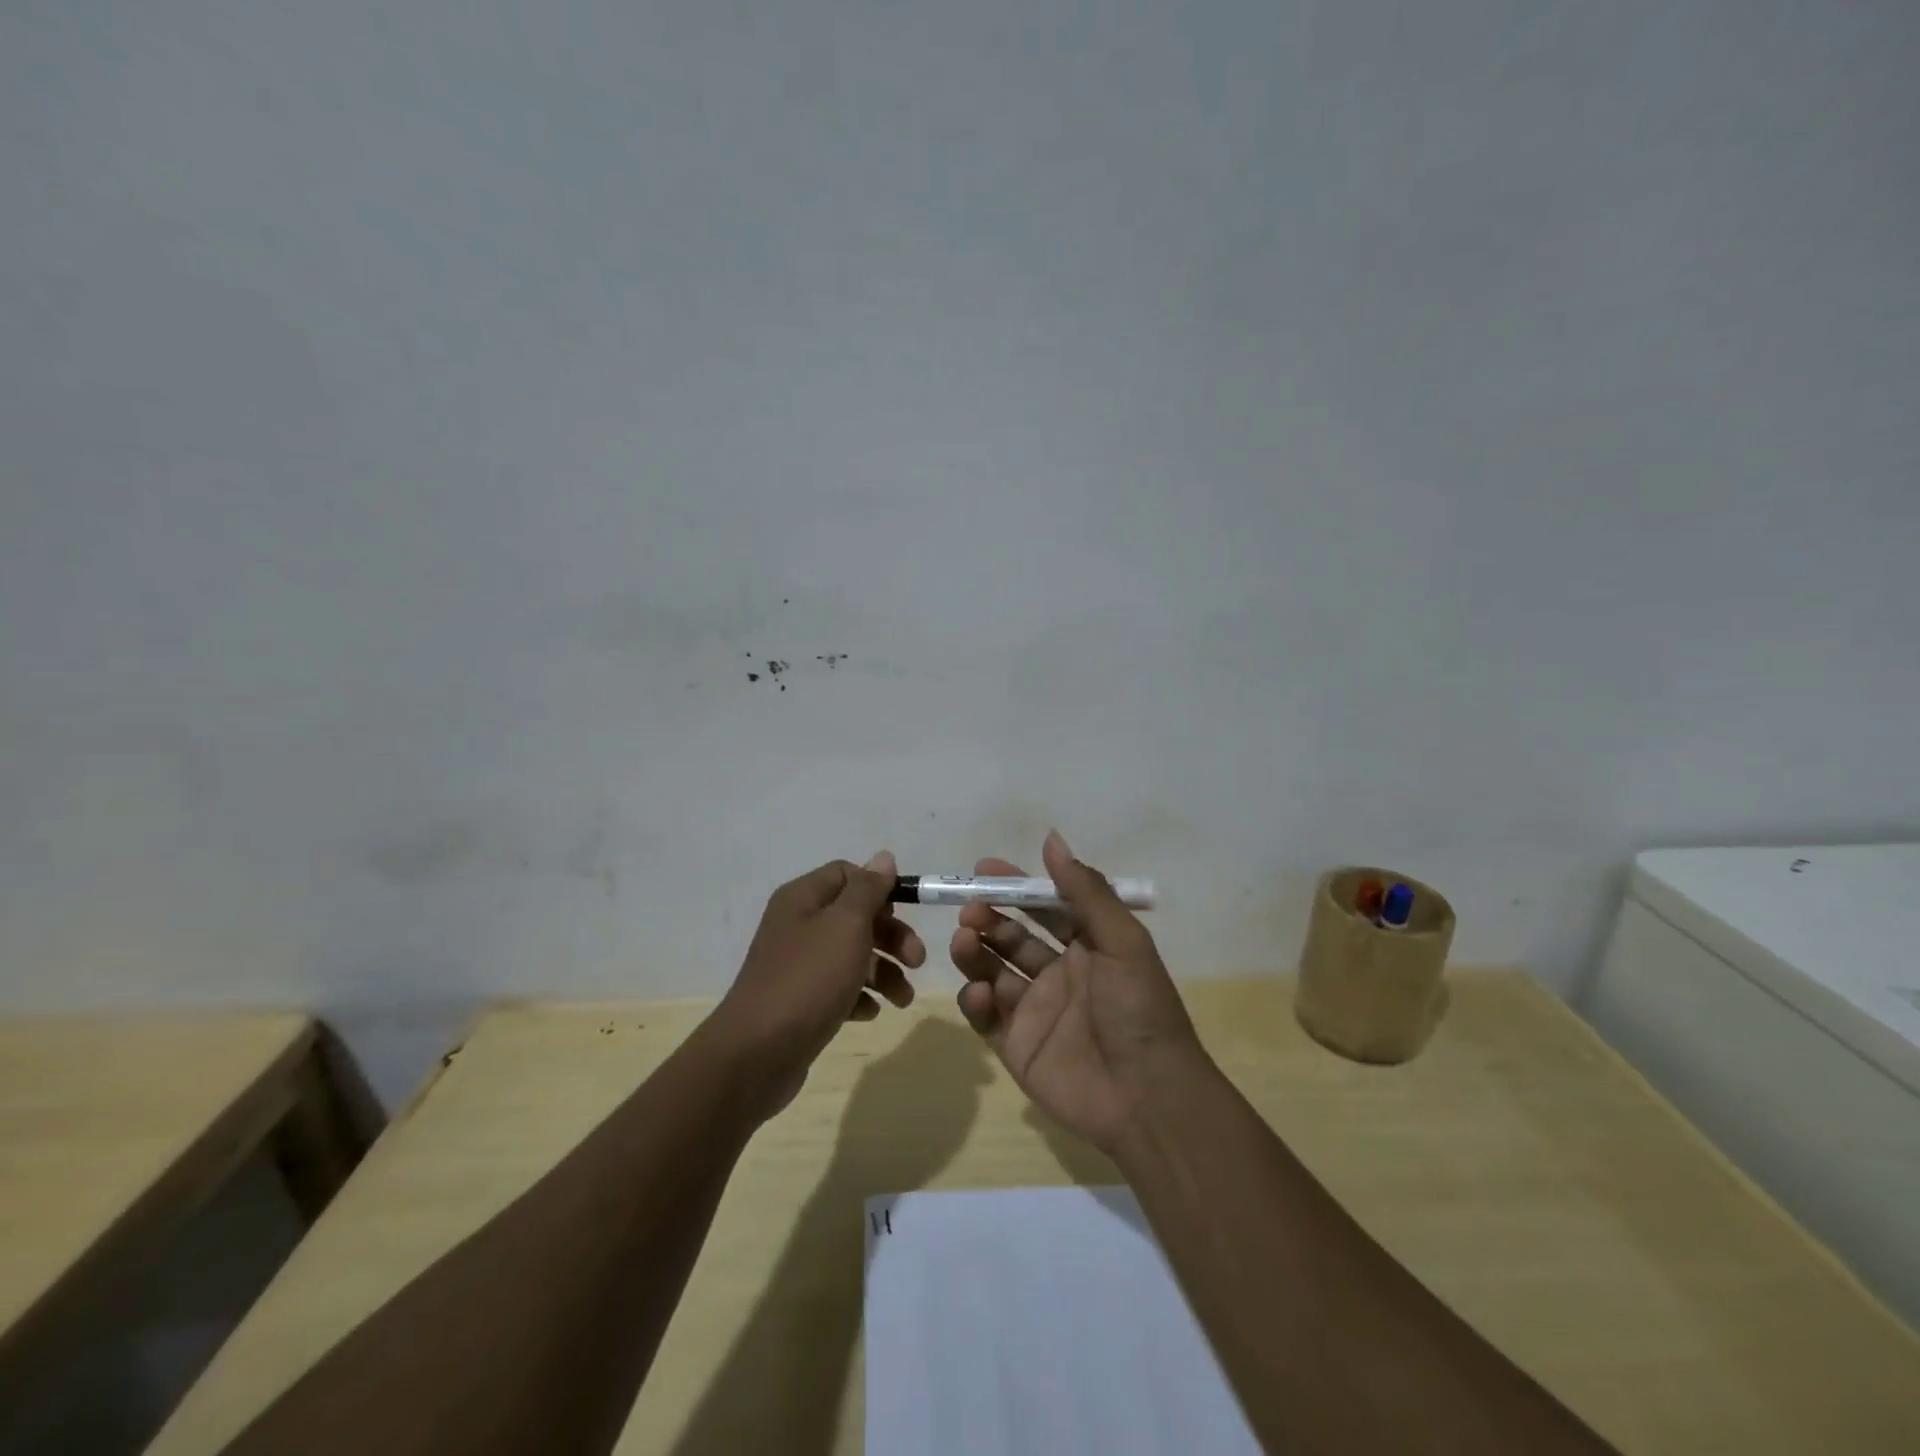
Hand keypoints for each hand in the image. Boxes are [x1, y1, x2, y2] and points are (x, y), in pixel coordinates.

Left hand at [709, 851, 923, 1116]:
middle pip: (854, 917)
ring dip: (884, 972)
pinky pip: (838, 989)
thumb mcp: (846, 925)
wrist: (757, 1054)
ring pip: (851, 956)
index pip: (847, 874)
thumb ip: (868, 889)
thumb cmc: (808, 979)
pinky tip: (869, 1013)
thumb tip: (883, 857)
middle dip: (891, 936)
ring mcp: (797, 966)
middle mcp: (797, 925)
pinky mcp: (800, 1002)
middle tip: (917, 961)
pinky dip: (859, 997)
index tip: (906, 912)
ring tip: (903, 1000)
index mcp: (803, 898)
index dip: (879, 889)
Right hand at [949, 830, 1208, 1151]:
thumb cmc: (1138, 1008)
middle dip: (988, 918)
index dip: (1015, 887)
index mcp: (1088, 947)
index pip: (1044, 907)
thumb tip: (1052, 839)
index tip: (983, 869)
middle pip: (1012, 937)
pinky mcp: (1017, 1046)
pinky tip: (980, 993)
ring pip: (993, 971)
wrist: (1147, 1097)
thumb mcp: (1121, 941)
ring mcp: (1035, 1011)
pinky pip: (986, 1017)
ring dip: (975, 952)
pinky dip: (975, 1001)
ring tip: (963, 940)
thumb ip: (1085, 890)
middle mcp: (1059, 975)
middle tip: (969, 910)